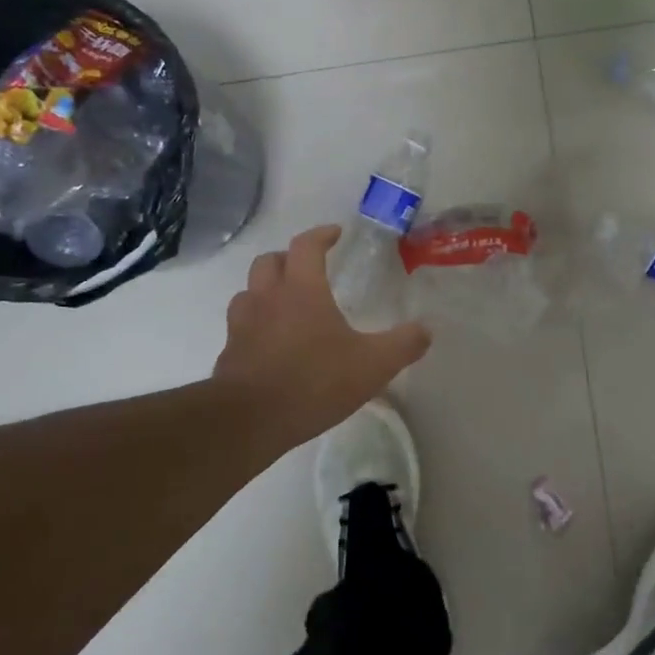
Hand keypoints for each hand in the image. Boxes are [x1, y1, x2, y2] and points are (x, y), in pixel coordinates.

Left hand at [212, 225, 430, 452]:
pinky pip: (241, 327)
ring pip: (249, 292)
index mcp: (301, 290)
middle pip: (269, 261)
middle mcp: (267, 298)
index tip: (336, 234)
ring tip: (286, 305)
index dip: (322, 235)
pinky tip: (271, 345)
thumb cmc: (314, 381)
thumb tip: (425, 330)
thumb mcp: (373, 365)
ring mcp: (242, 326)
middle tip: (308, 268)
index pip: (306, 246)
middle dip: (288, 258)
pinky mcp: (229, 354)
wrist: (250, 420)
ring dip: (266, 290)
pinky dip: (255, 326)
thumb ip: (403, 345)